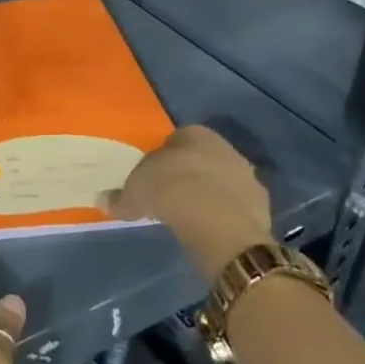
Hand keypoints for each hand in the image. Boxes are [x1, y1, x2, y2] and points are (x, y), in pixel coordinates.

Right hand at [98, 125, 272, 280]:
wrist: (216, 221)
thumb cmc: (170, 190)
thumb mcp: (135, 193)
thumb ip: (121, 196)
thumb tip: (103, 201)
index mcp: (194, 134)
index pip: (177, 139)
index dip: (164, 158)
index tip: (154, 177)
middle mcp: (224, 147)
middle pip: (203, 158)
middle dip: (191, 173)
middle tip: (172, 196)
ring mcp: (247, 175)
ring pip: (223, 181)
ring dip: (211, 194)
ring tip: (192, 216)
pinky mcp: (261, 204)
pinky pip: (237, 206)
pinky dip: (226, 215)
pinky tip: (212, 229)